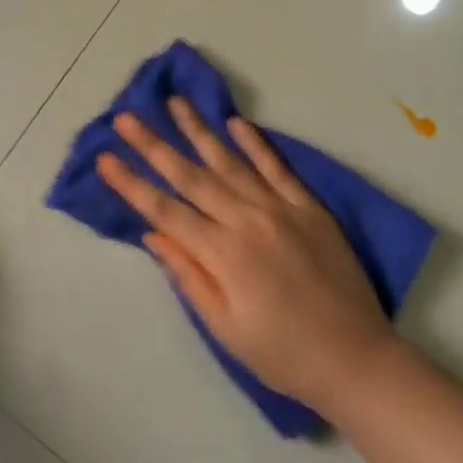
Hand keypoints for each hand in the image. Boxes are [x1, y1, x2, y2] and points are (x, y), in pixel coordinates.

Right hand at [98, 98, 393, 413]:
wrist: (356, 360)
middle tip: (126, 115)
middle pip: (191, 176)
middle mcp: (247, 221)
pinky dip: (256, 144)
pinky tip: (236, 122)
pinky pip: (277, 168)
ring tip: (174, 102)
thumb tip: (153, 233)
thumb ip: (189, 276)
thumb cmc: (282, 354)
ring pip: (230, 161)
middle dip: (154, 144)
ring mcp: (280, 209)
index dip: (131, 183)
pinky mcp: (308, 208)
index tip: (105, 157)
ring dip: (199, 130)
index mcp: (223, 254)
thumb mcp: (225, 328)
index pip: (165, 209)